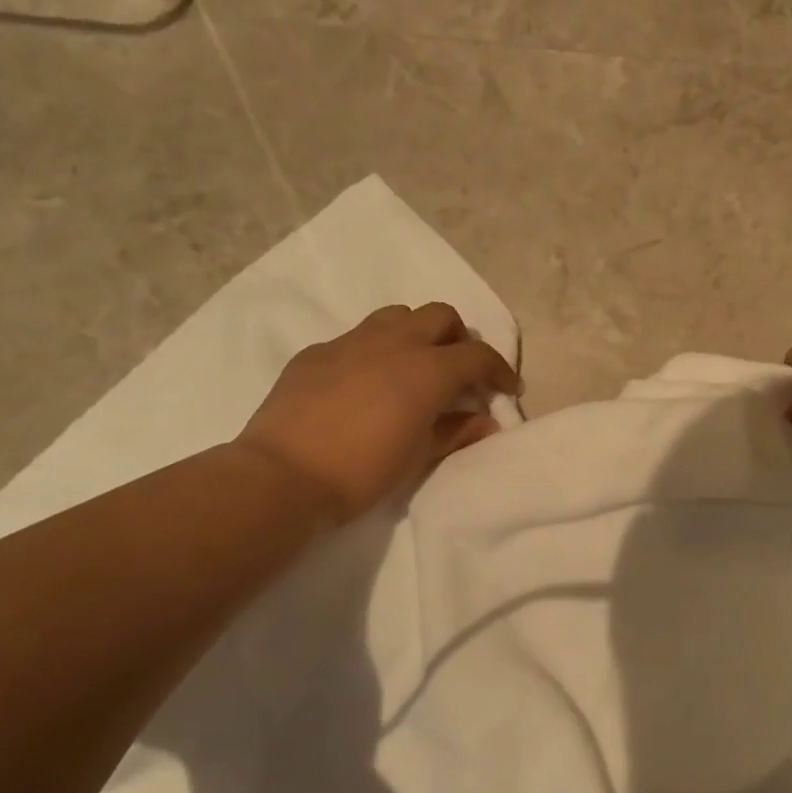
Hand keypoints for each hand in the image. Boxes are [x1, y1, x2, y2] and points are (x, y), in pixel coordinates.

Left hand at [236, 302, 520, 520]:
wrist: (283, 476)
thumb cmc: (363, 471)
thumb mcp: (420, 456)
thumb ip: (456, 431)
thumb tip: (484, 422)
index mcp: (427, 369)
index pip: (478, 355)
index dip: (500, 370)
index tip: (508, 390)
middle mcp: (393, 343)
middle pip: (440, 316)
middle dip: (459, 339)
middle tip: (460, 373)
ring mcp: (351, 342)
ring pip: (398, 316)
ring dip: (417, 335)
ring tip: (415, 368)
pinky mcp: (317, 353)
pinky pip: (357, 338)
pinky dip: (376, 352)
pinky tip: (367, 385)